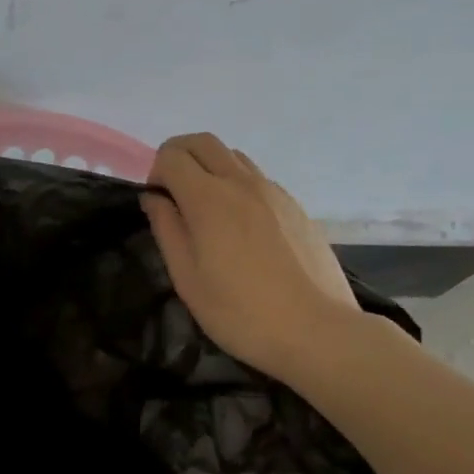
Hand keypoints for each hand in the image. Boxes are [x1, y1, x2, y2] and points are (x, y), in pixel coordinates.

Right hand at [140, 133, 367, 383]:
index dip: (156, 172)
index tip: (159, 204)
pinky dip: (237, 184)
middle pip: (202, 141)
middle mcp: (241, 182)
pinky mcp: (295, 206)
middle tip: (175, 192)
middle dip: (180, 156)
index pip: (172, 155)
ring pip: (232, 155)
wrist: (319, 332)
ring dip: (210, 167)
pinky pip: (257, 177)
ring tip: (209, 209)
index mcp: (208, 198)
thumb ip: (166, 229)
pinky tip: (243, 227)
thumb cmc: (241, 311)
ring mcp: (273, 191)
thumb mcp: (187, 278)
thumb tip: (154, 198)